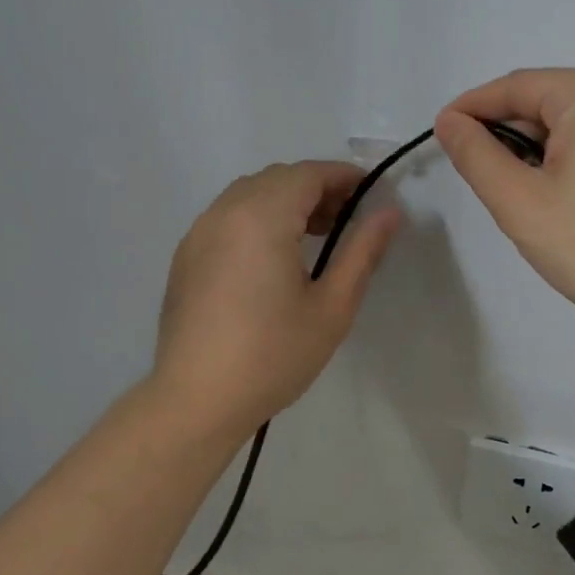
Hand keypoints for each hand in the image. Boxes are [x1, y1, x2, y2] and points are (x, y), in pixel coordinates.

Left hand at [153, 161, 401, 431]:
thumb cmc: (273, 355)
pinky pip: (227, 218)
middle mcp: (224, 212)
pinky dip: (257, 219)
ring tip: (315, 238)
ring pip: (249, 196)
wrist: (197, 399)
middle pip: (277, 179)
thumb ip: (362, 252)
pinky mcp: (185, 257)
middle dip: (316, 189)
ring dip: (285, 203)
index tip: (372, 194)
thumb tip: (389, 213)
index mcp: (262, 217)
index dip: (344, 176)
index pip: (308, 174)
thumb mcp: (332, 307)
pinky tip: (273, 259)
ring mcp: (198, 233)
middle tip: (348, 220)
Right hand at [435, 66, 574, 328]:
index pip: (516, 87)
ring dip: (544, 151)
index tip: (441, 134)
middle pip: (550, 102)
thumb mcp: (521, 203)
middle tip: (489, 185)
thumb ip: (476, 155)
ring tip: (530, 200)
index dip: (472, 109)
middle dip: (512, 137)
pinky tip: (570, 199)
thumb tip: (450, 121)